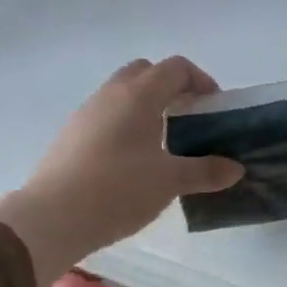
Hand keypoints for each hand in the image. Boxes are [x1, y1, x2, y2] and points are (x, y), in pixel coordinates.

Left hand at [0, 57, 242, 285]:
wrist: (51, 218)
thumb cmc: (118, 190)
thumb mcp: (170, 182)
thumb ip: (206, 171)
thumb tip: (235, 168)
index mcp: (139, 96)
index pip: (175, 68)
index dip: (200, 80)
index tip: (214, 106)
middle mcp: (110, 95)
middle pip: (145, 72)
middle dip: (171, 87)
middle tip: (189, 117)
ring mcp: (86, 114)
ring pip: (122, 93)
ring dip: (147, 106)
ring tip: (164, 141)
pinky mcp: (70, 136)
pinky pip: (106, 116)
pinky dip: (125, 124)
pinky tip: (133, 160)